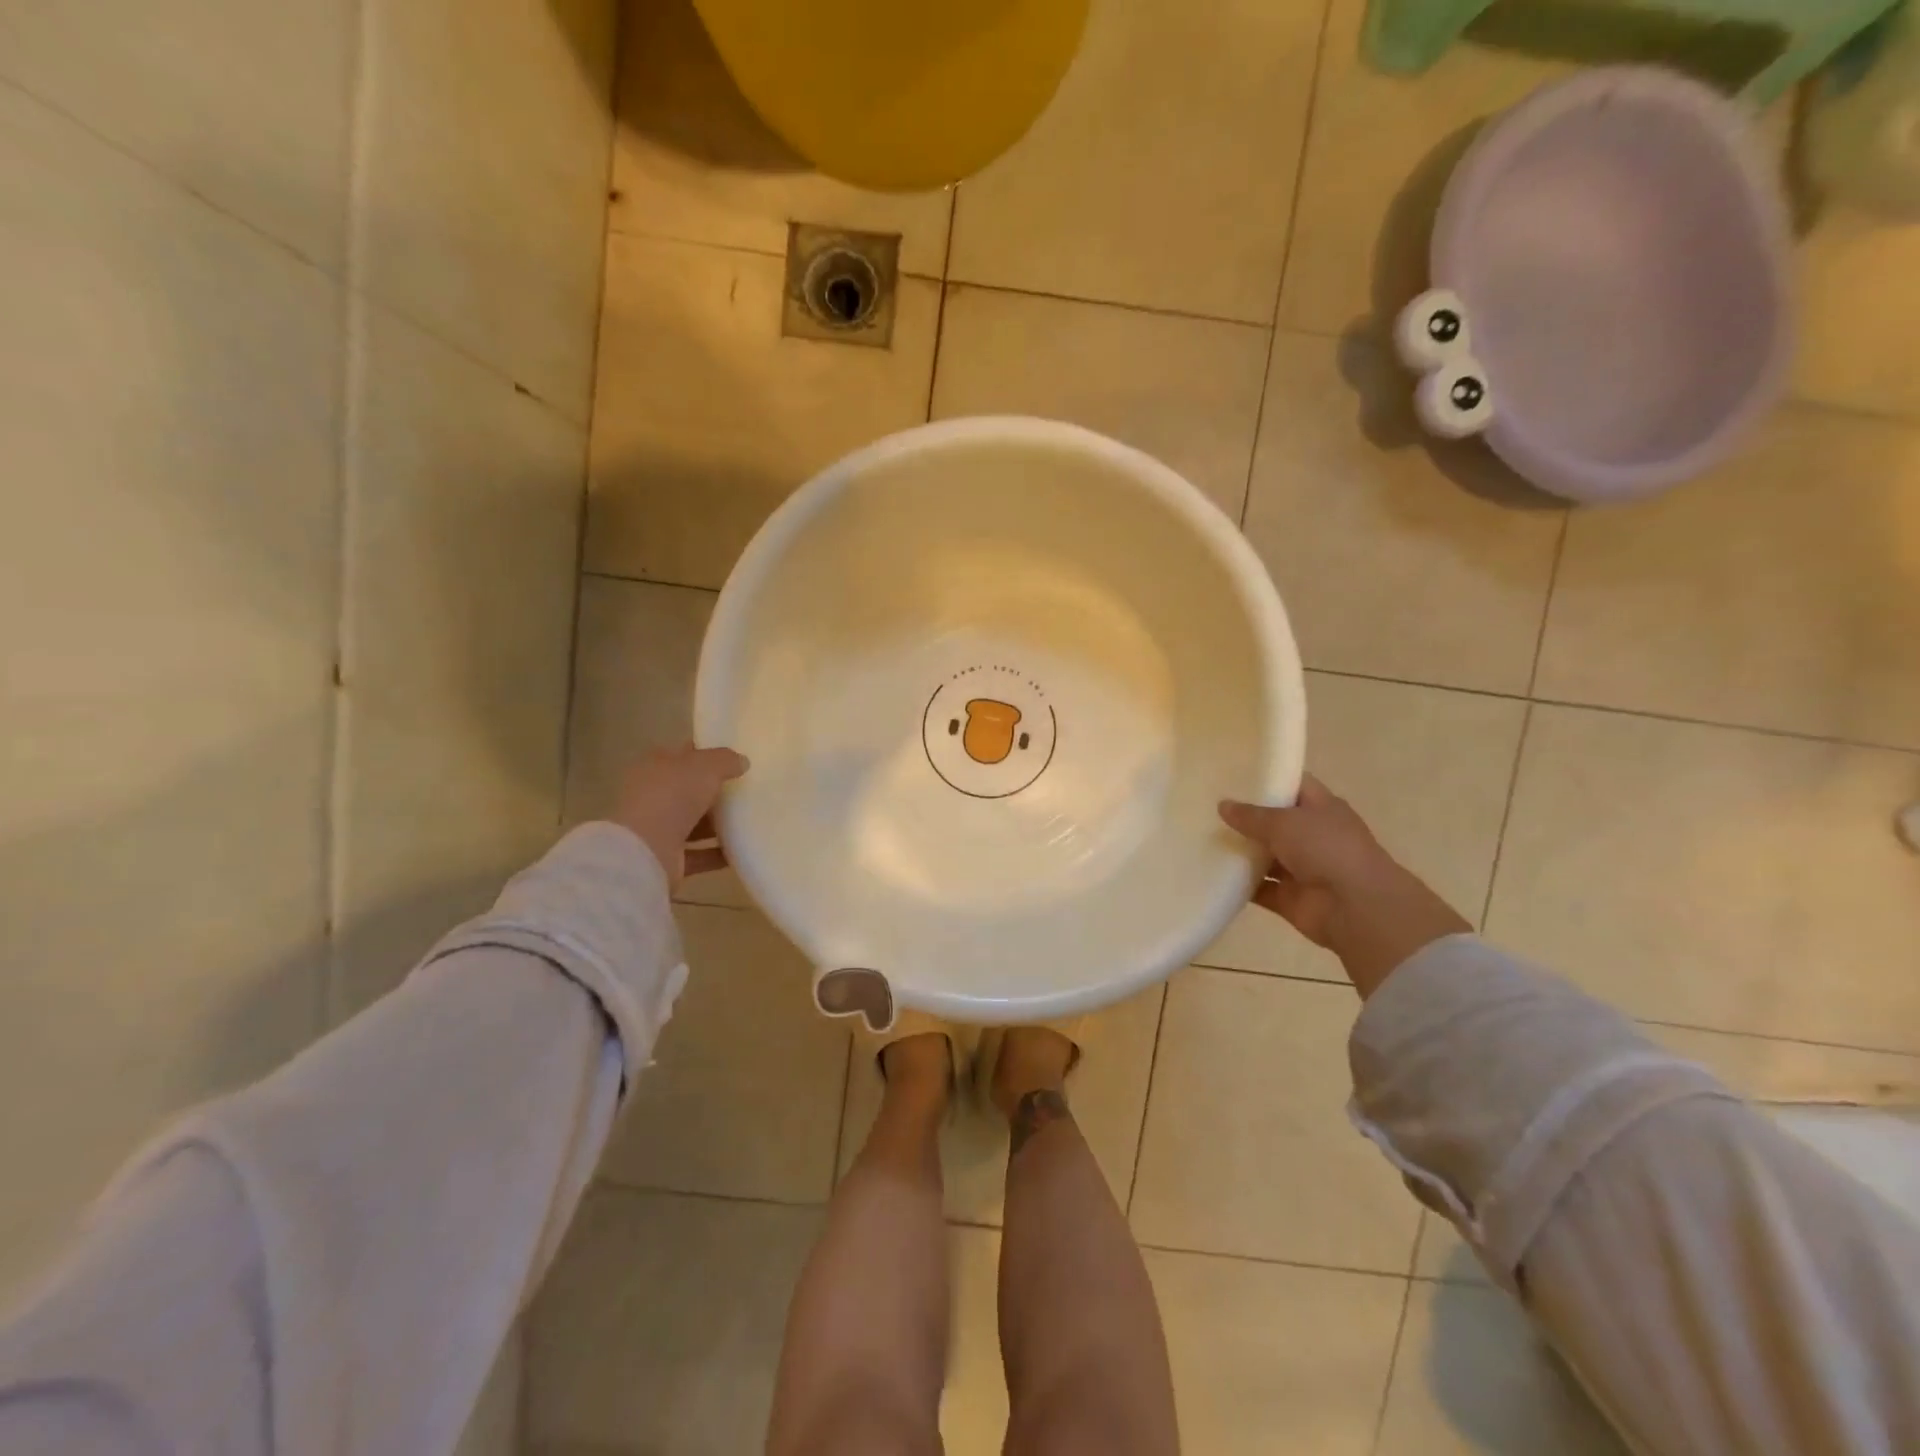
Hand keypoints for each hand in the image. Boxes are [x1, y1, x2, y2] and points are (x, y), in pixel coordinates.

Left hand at [612, 744, 748, 891]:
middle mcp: (653, 796)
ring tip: (751, 820)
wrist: (645, 852)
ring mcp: (658, 829)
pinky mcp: (667, 859)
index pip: (684, 755)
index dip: (708, 754)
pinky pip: (699, 854)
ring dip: (719, 825)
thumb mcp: (705, 767)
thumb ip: (725, 760)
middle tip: (749, 790)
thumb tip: (742, 762)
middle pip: (689, 791)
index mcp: (654, 767)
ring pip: (694, 824)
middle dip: (716, 792)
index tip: (736, 760)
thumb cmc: (671, 797)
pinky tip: (743, 849)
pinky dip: (718, 853)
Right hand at [1218, 776, 1470, 997]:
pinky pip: (1259, 888)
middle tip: (1208, 806)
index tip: (1233, 775)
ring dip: (1240, 852)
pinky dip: (1239, 884)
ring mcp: (1302, 868)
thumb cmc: (1325, 849)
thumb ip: (1250, 815)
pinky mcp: (1290, 898)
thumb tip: (1223, 805)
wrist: (1355, 907)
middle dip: (1246, 817)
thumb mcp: (1284, 822)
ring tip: (1203, 838)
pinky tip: (1212, 873)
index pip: (1293, 785)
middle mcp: (1313, 835)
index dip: (1267, 778)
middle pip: (1275, 821)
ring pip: (1265, 856)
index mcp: (1322, 808)